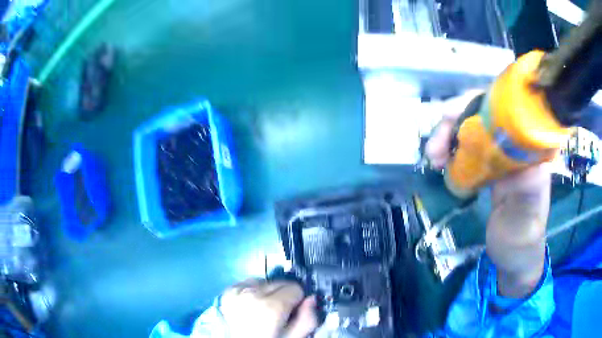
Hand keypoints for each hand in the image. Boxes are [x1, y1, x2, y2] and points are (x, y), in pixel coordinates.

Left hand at [219, 279, 317, 337]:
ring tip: (262, 310)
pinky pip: (248, 283)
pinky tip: (251, 306)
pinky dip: (252, 292)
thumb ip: (307, 319)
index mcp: (271, 306)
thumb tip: (311, 299)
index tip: (293, 311)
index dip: (297, 300)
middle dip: (283, 295)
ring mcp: (237, 291)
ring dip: (267, 292)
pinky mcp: (227, 291)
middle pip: (280, 282)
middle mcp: (252, 293)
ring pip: (264, 281)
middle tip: (277, 313)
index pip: (296, 287)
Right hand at [426, 91, 549, 297]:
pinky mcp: (492, 164)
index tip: (452, 117)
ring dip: (449, 135)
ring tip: (433, 156)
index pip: (507, 109)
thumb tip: (524, 158)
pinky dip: (452, 149)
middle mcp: (519, 144)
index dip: (478, 105)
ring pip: (473, 127)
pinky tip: (441, 161)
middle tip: (436, 146)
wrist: (513, 254)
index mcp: (533, 150)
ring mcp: (504, 153)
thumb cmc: (523, 238)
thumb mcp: (527, 219)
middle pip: (485, 113)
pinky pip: (469, 146)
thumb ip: (528, 191)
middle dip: (456, 120)